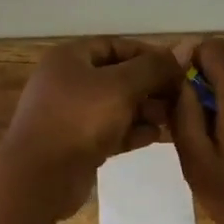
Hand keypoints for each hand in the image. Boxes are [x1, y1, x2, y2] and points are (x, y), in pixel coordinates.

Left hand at [1, 37, 182, 217]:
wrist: (40, 177)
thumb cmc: (80, 119)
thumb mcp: (121, 86)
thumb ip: (153, 68)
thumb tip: (182, 51)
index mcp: (69, 59)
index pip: (115, 46)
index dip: (148, 54)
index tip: (179, 68)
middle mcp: (67, 82)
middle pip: (117, 77)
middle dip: (150, 86)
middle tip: (182, 97)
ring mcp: (70, 115)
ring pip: (115, 106)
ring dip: (145, 110)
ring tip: (173, 118)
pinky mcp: (76, 144)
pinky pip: (110, 131)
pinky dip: (132, 132)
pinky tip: (157, 137)